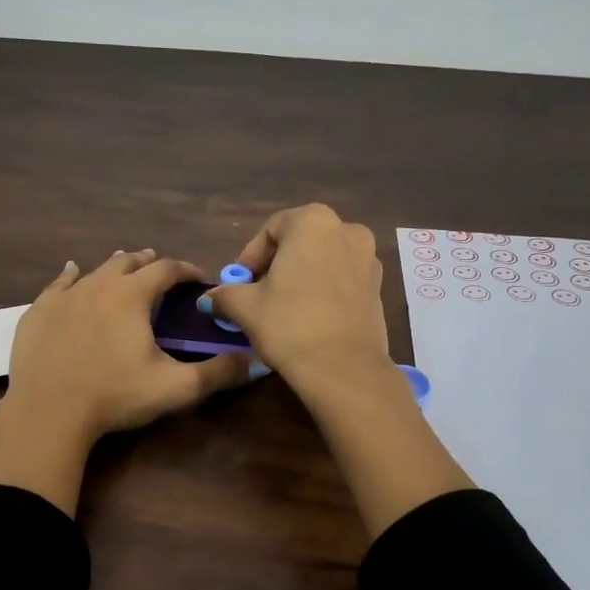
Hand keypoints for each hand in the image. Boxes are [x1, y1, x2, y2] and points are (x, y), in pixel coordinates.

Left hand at [0, 250, 253, 515]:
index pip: (166, 269)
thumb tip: (254, 362)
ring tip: (125, 264)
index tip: (198, 277)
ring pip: (95, 269)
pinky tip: (72, 272)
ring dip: (115, 266)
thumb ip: (218, 373)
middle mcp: (98, 284)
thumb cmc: (116, 396)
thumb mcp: (175, 388)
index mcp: (132, 295)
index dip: (186, 270)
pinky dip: (71, 275)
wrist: (48, 412)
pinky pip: (58, 284)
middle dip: (149, 262)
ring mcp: (64, 296)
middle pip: (129, 262)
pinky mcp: (38, 312)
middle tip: (161, 269)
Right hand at [207, 205, 390, 388]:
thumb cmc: (289, 324)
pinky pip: (342, 281)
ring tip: (283, 310)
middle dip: (276, 267)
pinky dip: (323, 292)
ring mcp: (369, 259)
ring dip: (301, 279)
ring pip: (323, 262)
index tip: (239, 285)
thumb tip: (209, 298)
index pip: (271, 230)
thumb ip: (225, 294)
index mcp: (314, 221)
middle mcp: (347, 230)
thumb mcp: (245, 307)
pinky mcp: (379, 289)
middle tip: (257, 296)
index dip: (250, 258)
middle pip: (300, 243)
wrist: (344, 368)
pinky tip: (309, 319)